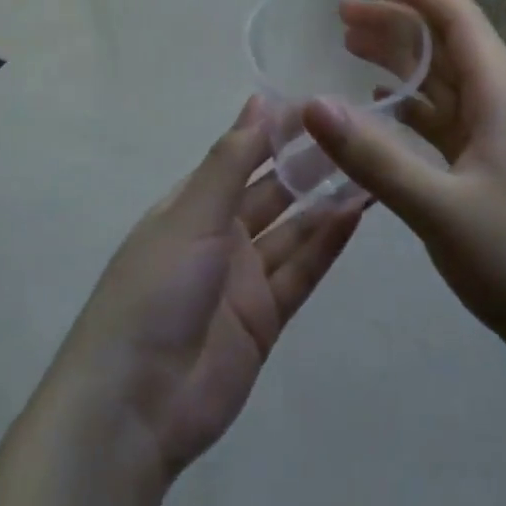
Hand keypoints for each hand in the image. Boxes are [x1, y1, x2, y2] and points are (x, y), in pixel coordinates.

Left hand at [50, 98, 365, 480]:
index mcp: (193, 205)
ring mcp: (244, 279)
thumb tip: (259, 100)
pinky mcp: (266, 318)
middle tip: (355, 133)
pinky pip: (302, 272)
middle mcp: (220, 236)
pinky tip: (356, 215)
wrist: (136, 405)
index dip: (276, 131)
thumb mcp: (191, 215)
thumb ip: (231, 161)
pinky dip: (327, 245)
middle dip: (308, 164)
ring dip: (326, 203)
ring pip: (294, 231)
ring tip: (369, 170)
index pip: (241, 155)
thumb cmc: (156, 290)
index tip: (319, 105)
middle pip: (272, 192)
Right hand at [304, 0, 505, 384]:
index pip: (458, 18)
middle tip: (341, 18)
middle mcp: (505, 105)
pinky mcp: (498, 168)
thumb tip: (312, 104)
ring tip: (351, 51)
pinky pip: (449, 120)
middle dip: (397, 24)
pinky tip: (385, 109)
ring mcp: (504, 138)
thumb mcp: (441, 209)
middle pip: (447, 45)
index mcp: (502, 97)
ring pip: (446, 83)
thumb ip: (374, 157)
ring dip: (403, 63)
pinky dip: (414, 107)